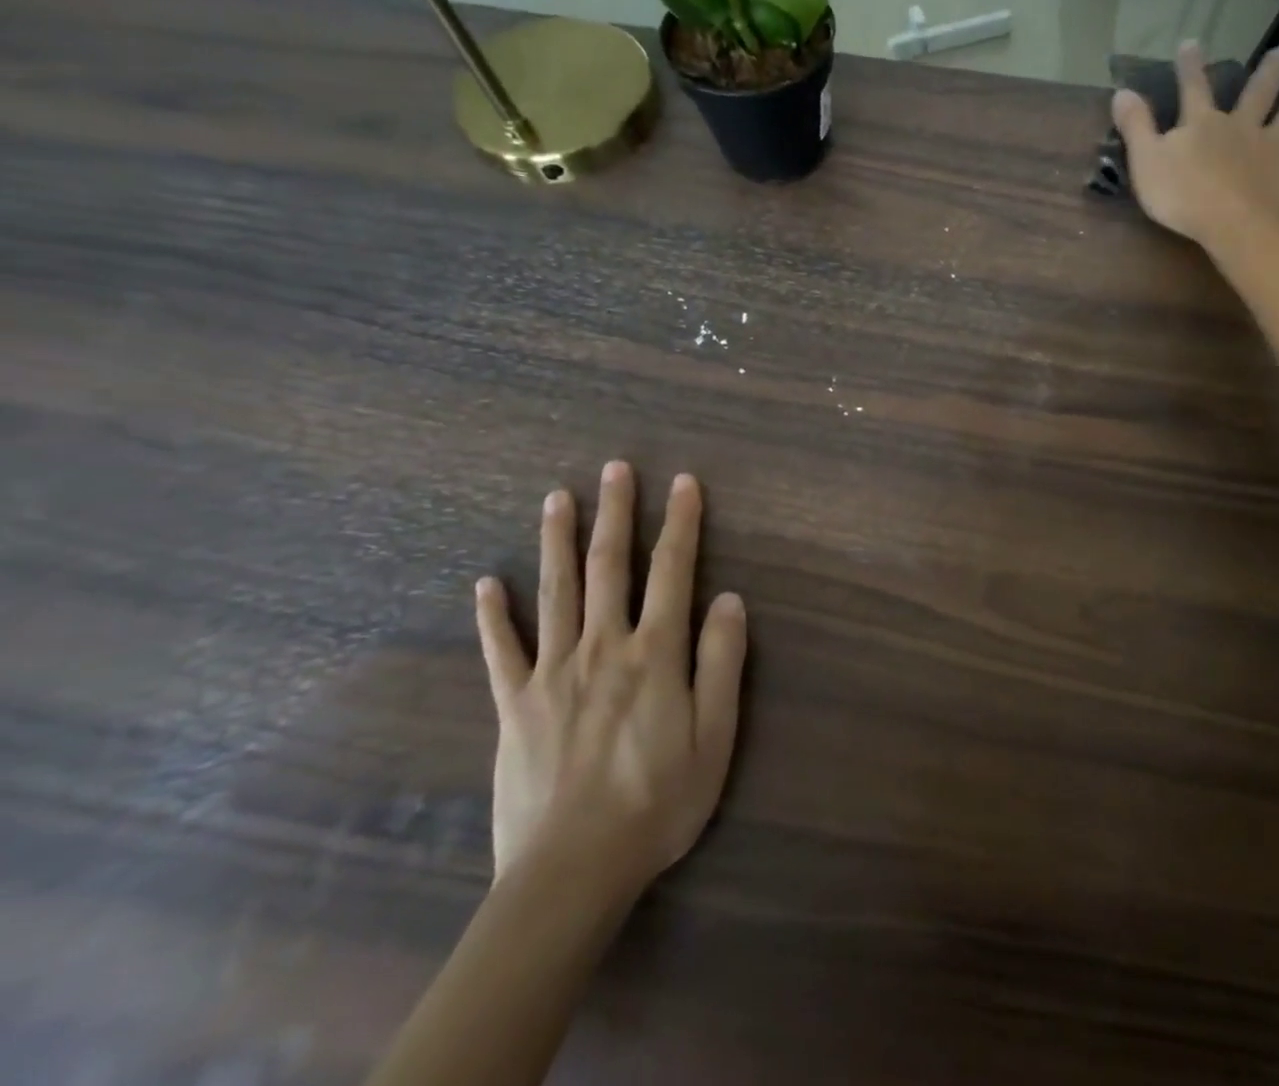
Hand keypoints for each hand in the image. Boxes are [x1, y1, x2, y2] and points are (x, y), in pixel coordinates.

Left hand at [474, 462, 746, 909]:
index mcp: (654, 653)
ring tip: (558, 497)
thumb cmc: (657, 803)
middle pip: (609, 566)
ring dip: (557, 540)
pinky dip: (493, 615)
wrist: (572, 873)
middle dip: (616, 512)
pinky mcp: (514, 704)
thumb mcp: (715, 737)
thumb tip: (730, 599)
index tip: (684, 483)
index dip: (681, 523)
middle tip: (616, 467)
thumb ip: (722, 663)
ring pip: (555, 592)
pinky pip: (501, 651)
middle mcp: (603, 647)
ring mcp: (552, 672)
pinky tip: (485, 583)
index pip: (673, 571)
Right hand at [1113, 41, 1278, 251]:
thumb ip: (1135, 126)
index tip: (1192, 43)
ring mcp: (1272, 145)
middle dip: (1267, 73)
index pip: (1193, 88)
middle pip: (1256, 93)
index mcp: (1202, 124)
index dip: (1190, 66)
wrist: (1233, 223)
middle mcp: (1240, 125)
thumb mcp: (1146, 161)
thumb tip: (1121, 91)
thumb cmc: (1183, 196)